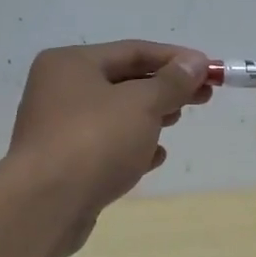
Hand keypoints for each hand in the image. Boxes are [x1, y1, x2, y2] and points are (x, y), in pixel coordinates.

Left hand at [9, 41, 211, 253]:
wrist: (46, 205)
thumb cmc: (94, 141)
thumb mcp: (141, 104)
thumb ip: (172, 82)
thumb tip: (195, 62)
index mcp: (70, 63)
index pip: (133, 51)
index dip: (175, 58)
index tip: (210, 69)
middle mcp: (59, 90)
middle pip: (123, 81)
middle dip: (165, 89)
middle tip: (203, 97)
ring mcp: (58, 128)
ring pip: (115, 115)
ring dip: (150, 117)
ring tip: (177, 122)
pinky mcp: (64, 163)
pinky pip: (105, 146)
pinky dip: (131, 146)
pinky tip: (155, 157)